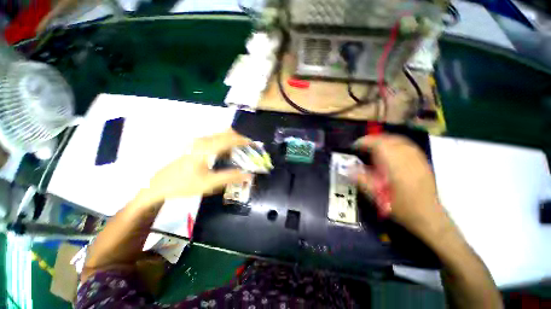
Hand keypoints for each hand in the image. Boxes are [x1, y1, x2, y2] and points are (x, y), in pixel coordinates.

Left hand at [140, 130, 252, 204]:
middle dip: (239, 138)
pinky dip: (224, 143)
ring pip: (219, 135)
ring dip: (231, 140)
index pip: (230, 139)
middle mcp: (202, 140)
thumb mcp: (209, 183)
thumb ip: (230, 177)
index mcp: (206, 148)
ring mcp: (197, 142)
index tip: (253, 144)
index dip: (243, 140)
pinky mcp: (194, 145)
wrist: (159, 185)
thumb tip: (249, 175)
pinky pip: (214, 139)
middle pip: (225, 132)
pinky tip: (225, 154)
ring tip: (239, 152)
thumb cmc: (184, 184)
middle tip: (247, 149)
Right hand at [353, 134, 447, 238]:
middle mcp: (405, 155)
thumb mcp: (375, 194)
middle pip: (386, 138)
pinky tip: (390, 151)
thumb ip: (360, 178)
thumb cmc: (399, 205)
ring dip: (383, 140)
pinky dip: (394, 143)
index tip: (353, 147)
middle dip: (371, 140)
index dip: (362, 142)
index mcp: (393, 162)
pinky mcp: (422, 160)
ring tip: (373, 147)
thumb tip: (346, 168)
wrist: (427, 215)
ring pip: (397, 139)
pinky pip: (406, 144)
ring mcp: (416, 156)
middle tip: (362, 147)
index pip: (375, 143)